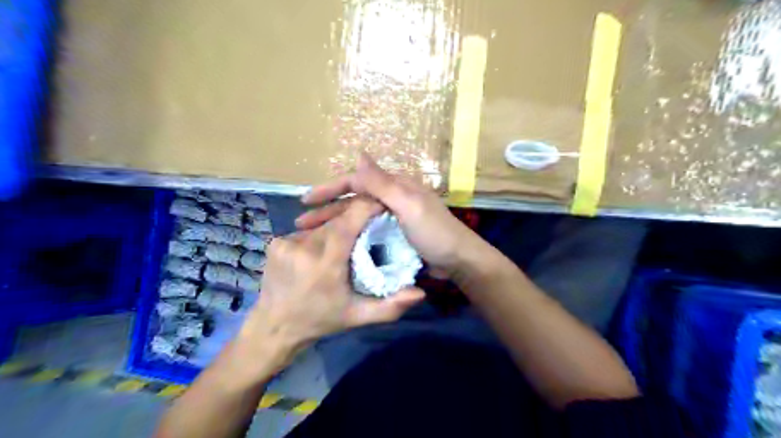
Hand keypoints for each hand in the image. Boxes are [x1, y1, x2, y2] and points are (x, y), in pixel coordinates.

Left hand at [239, 196, 426, 370]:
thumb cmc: (321, 320)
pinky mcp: (275, 242)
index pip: (349, 220)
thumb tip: (420, 292)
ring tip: (343, 248)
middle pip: (337, 222)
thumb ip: (390, 307)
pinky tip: (319, 253)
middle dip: (354, 223)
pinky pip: (306, 232)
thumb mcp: (358, 316)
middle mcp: (304, 247)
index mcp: (326, 263)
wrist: (274, 327)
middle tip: (367, 233)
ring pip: (322, 226)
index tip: (383, 205)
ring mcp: (286, 243)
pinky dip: (318, 238)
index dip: (368, 207)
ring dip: (336, 231)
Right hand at [296, 154, 486, 277]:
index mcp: (395, 187)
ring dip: (334, 224)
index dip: (330, 189)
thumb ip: (382, 183)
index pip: (356, 182)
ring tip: (311, 236)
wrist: (458, 261)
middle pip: (353, 201)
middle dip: (327, 210)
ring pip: (357, 218)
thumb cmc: (435, 232)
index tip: (305, 200)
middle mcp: (391, 199)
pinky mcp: (394, 235)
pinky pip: (366, 232)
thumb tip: (358, 153)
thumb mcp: (408, 205)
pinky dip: (350, 236)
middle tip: (301, 223)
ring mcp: (392, 218)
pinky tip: (336, 245)